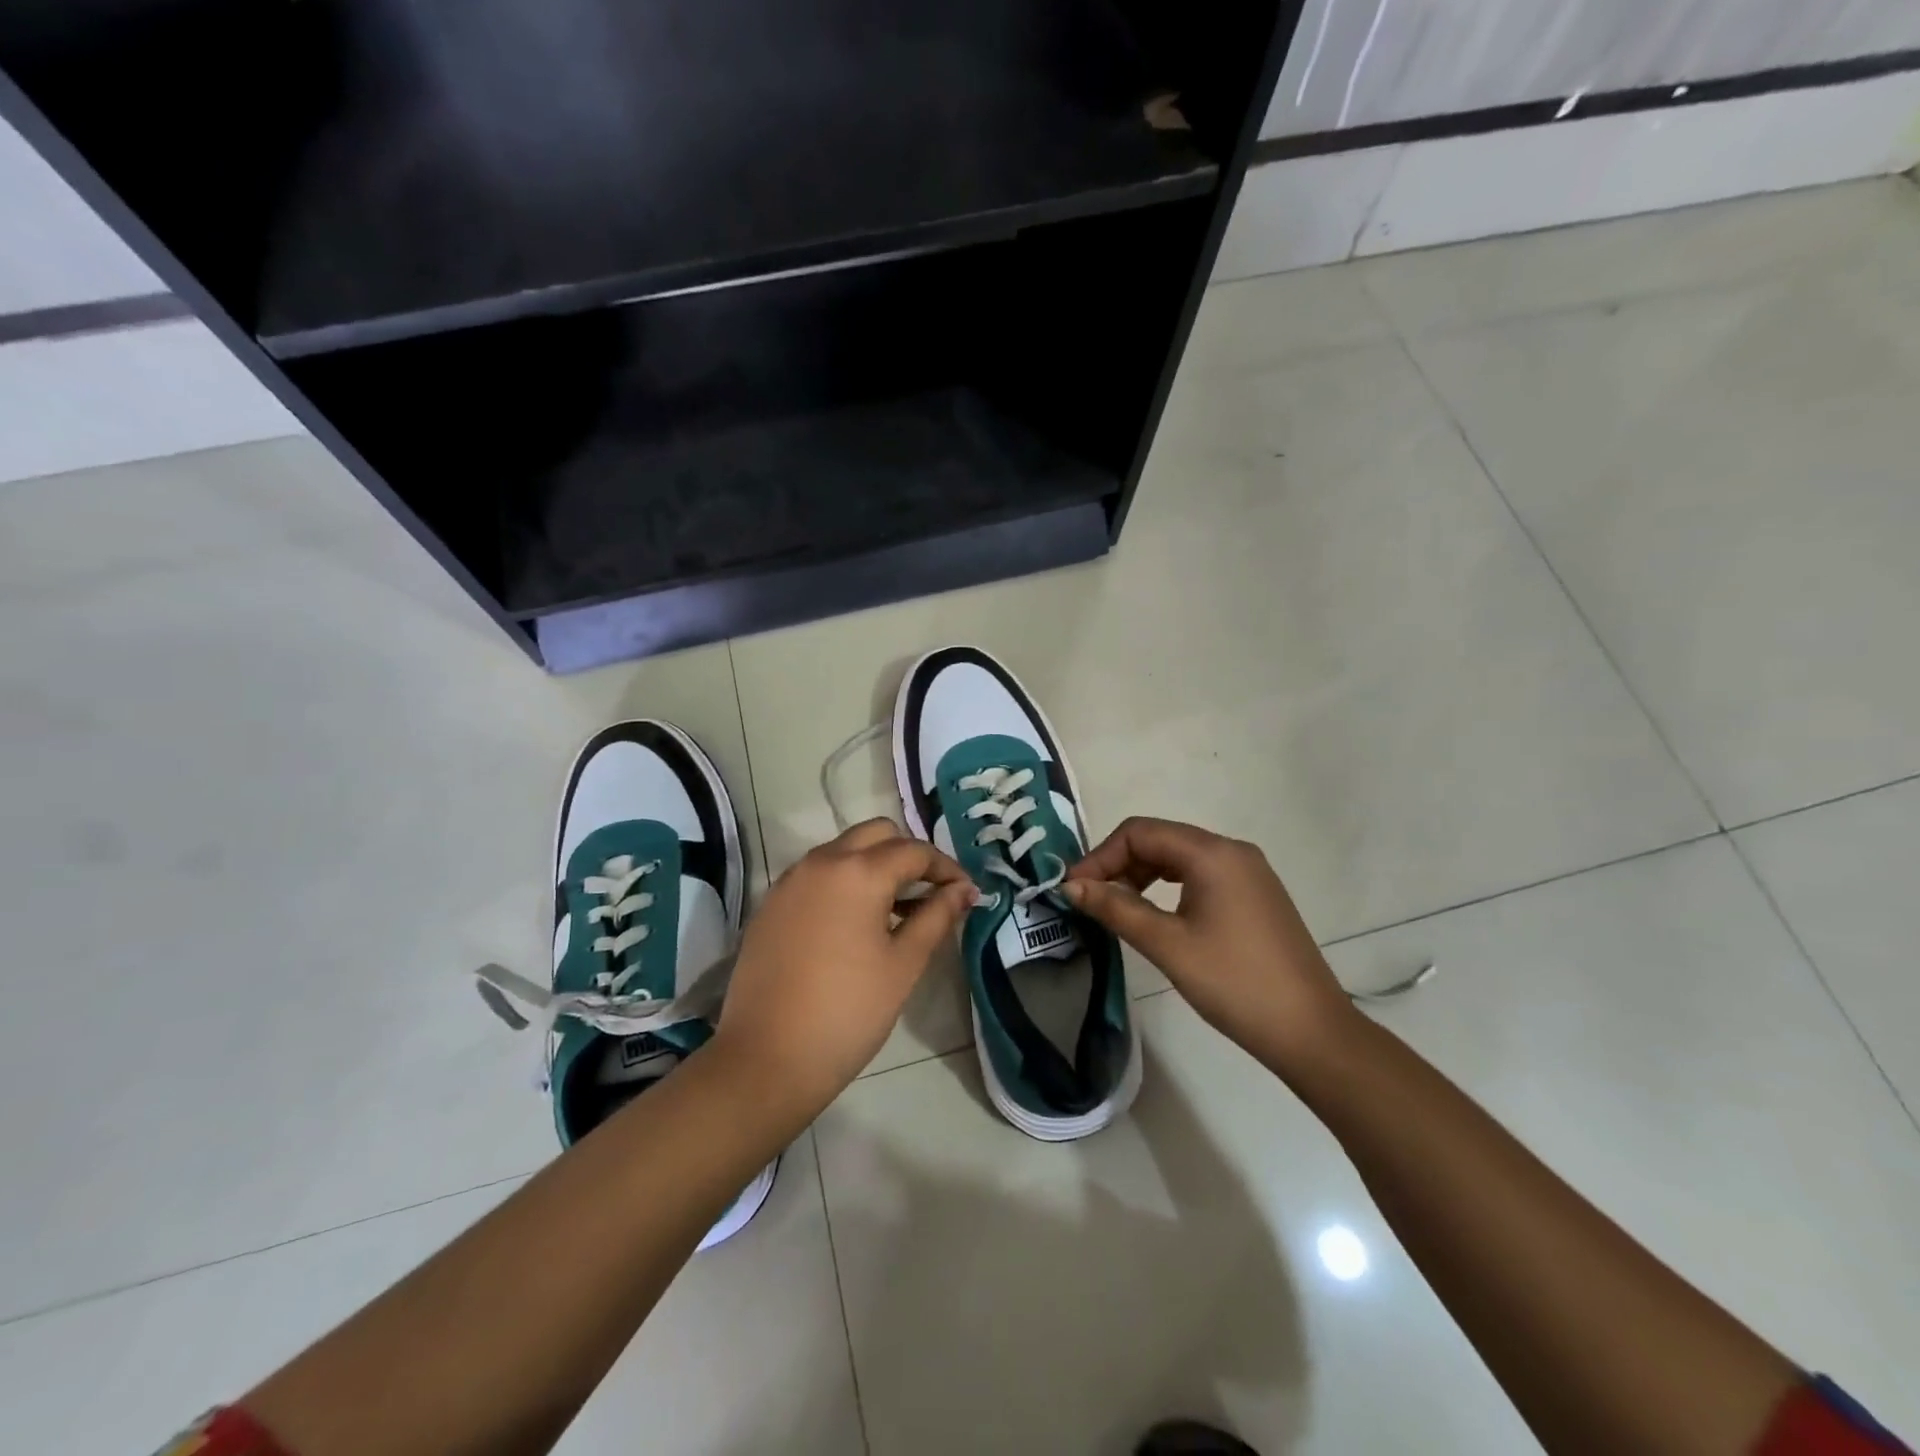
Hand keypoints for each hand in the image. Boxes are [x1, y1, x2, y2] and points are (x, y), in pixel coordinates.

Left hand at [712, 819, 975, 1117]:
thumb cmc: (848, 1012)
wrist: (767, 1058)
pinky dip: (844, 880)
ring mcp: (791, 880)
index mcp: (858, 872)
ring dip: (875, 864)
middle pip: (876, 834)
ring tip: (896, 911)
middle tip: (929, 893)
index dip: (946, 868)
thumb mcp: (904, 964)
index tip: (965, 893)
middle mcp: (822, 861)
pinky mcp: (772, 902)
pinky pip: (817, 873)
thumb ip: (937, 917)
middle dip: (908, 854)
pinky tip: (855, 923)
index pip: (915, 851)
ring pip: (844, 849)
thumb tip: (964, 891)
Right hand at [1063, 817, 1357, 1077]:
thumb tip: (1071, 886)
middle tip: (1091, 901)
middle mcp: (1232, 851)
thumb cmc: (1234, 983)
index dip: (1101, 855)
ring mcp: (1249, 872)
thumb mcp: (1168, 945)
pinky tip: (1156, 916)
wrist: (1311, 1032)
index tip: (1075, 889)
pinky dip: (1168, 887)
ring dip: (1142, 875)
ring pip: (1179, 857)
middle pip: (1160, 839)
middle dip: (1119, 864)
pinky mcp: (1255, 895)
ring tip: (1117, 909)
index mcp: (1213, 853)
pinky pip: (1200, 875)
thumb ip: (1116, 908)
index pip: (1140, 832)